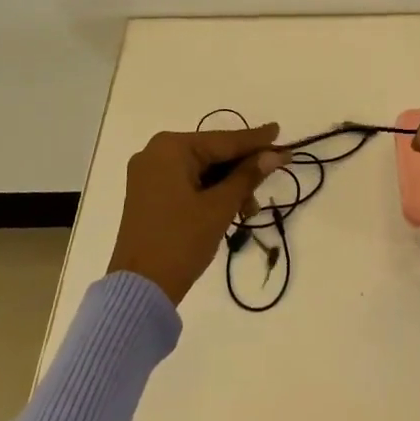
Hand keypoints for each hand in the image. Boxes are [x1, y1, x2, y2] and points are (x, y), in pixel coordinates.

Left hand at [109, 125, 289, 304]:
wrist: (140, 290)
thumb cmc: (181, 241)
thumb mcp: (220, 207)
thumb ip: (248, 176)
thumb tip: (274, 154)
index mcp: (170, 148)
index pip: (223, 140)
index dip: (256, 139)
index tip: (280, 131)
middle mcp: (156, 153)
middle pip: (212, 154)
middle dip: (242, 171)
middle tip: (273, 177)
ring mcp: (149, 174)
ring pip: (202, 171)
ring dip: (228, 187)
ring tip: (249, 211)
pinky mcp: (148, 195)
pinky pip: (188, 183)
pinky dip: (210, 194)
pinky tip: (231, 211)